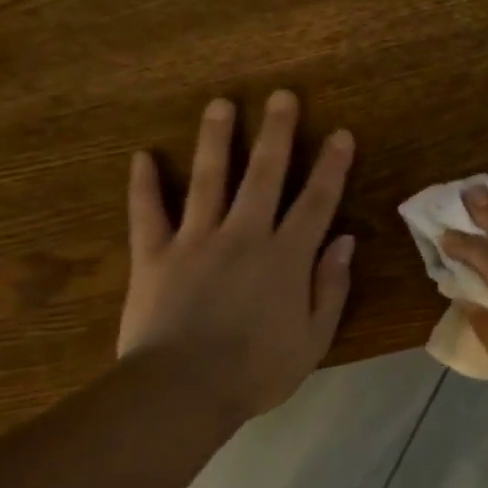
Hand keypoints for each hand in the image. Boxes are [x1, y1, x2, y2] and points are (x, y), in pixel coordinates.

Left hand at [119, 90, 355, 424]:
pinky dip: (143, 184)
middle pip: (264, 174)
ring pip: (208, 179)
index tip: (340, 133)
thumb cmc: (257, 370)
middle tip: (281, 96)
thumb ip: (331, 286)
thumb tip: (344, 241)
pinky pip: (147, 213)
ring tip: (220, 104)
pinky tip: (142, 156)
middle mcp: (244, 235)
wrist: (182, 392)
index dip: (331, 165)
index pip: (316, 201)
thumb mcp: (313, 338)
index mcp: (286, 256)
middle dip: (276, 132)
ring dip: (216, 139)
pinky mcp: (154, 255)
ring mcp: (195, 240)